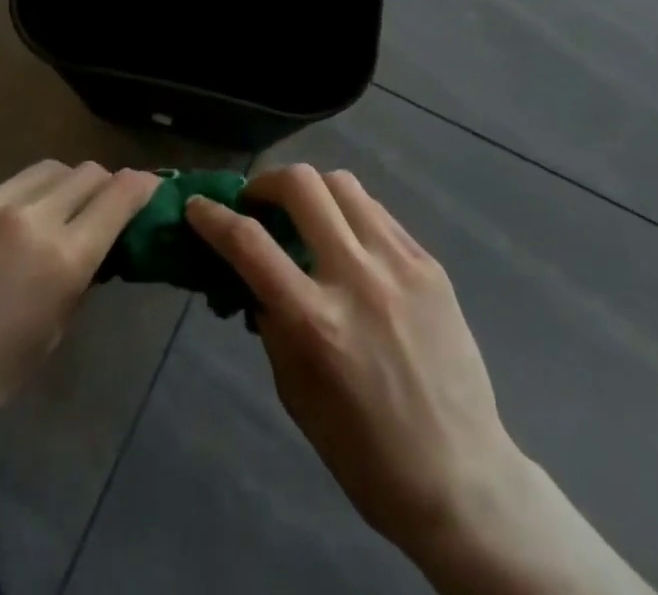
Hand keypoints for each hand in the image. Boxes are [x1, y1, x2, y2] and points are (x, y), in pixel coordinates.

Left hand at [0, 160, 159, 451]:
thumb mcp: (52, 331)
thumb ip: (80, 273)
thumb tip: (96, 239)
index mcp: (62, 255)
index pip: (120, 194)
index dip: (142, 187)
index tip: (148, 190)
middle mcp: (30, 214)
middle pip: (87, 172)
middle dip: (103, 186)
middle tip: (99, 208)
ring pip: (47, 169)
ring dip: (62, 186)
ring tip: (51, 213)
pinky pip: (4, 185)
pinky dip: (17, 200)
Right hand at [186, 166, 529, 559]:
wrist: (460, 476)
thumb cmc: (364, 452)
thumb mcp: (296, 393)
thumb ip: (272, 322)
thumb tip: (253, 273)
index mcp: (316, 322)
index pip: (249, 244)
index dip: (213, 218)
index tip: (197, 206)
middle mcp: (357, 278)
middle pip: (301, 185)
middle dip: (265, 182)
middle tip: (257, 204)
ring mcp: (399, 264)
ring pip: (342, 184)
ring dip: (310, 190)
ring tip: (304, 215)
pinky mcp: (429, 263)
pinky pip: (377, 213)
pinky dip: (349, 213)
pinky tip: (346, 240)